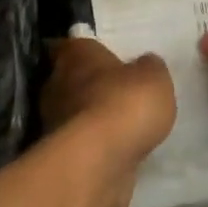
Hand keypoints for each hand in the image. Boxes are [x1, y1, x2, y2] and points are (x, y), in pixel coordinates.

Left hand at [41, 38, 175, 165]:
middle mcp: (56, 82)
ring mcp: (53, 120)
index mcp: (75, 54)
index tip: (106, 59)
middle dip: (91, 85)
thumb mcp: (154, 78)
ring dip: (92, 116)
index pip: (73, 45)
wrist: (98, 161)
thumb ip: (149, 68)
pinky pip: (80, 141)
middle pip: (71, 78)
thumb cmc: (124, 104)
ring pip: (74, 111)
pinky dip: (94, 143)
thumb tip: (144, 65)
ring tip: (122, 124)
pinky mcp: (60, 154)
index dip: (89, 51)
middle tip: (119, 91)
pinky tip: (116, 148)